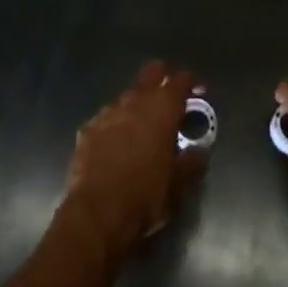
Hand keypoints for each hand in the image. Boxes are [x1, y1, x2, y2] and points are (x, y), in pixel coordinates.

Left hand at [62, 60, 206, 255]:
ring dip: (138, 105)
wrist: (95, 215)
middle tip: (172, 98)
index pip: (181, 79)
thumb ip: (192, 162)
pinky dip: (116, 125)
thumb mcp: (178, 185)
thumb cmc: (144, 197)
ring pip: (128, 95)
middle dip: (164, 77)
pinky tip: (117, 145)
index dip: (192, 82)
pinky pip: (107, 118)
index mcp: (162, 109)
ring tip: (143, 128)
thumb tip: (199, 151)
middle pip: (152, 71)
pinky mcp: (88, 128)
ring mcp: (108, 112)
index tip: (198, 92)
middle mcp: (135, 101)